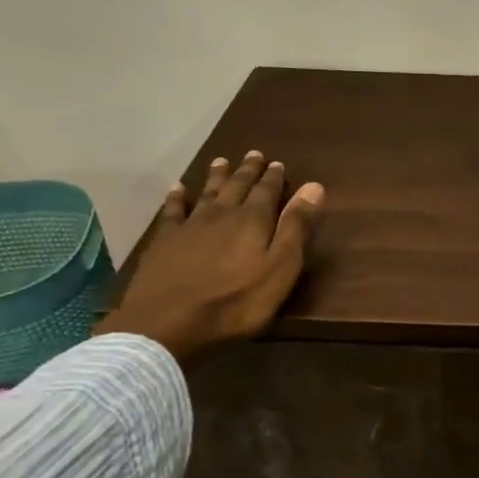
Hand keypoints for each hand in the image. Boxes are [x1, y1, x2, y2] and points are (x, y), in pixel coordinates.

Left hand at [99, 151, 323, 361]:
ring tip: (222, 161)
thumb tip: (314, 186)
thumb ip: (296, 227)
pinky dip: (176, 197)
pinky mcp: (164, 241)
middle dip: (248, 171)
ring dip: (216, 176)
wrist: (168, 323)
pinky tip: (177, 188)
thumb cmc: (236, 302)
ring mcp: (189, 226)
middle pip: (237, 186)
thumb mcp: (280, 269)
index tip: (278, 163)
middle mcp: (222, 214)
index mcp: (253, 221)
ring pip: (207, 193)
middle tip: (254, 154)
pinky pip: (172, 210)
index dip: (274, 178)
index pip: (268, 192)